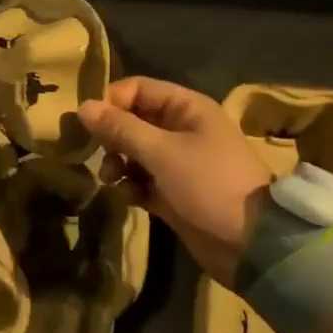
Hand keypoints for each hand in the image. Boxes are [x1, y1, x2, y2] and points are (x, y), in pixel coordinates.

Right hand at [77, 77, 271, 284]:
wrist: (250, 243)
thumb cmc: (208, 185)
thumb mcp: (162, 152)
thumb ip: (120, 129)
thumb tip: (82, 107)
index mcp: (186, 108)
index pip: (137, 89)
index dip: (111, 102)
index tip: (88, 125)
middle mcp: (182, 129)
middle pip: (133, 120)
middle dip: (111, 136)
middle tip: (98, 155)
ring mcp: (178, 162)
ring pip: (134, 152)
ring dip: (117, 163)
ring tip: (110, 179)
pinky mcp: (174, 192)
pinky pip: (142, 179)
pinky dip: (130, 186)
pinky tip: (126, 197)